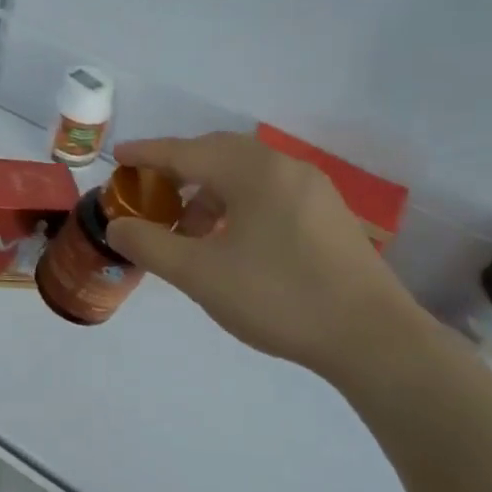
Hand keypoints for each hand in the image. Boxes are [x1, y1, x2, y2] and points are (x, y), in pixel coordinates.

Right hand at [105, 133, 428, 380]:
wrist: (374, 340)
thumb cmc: (279, 298)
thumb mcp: (201, 275)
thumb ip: (151, 245)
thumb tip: (117, 227)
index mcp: (253, 171)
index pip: (186, 151)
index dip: (147, 154)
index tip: (117, 157)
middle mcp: (284, 168)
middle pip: (217, 153)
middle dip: (178, 170)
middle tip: (149, 194)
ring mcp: (313, 190)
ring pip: (245, 174)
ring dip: (208, 192)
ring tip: (188, 231)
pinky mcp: (329, 215)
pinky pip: (269, 192)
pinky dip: (237, 204)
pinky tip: (230, 242)